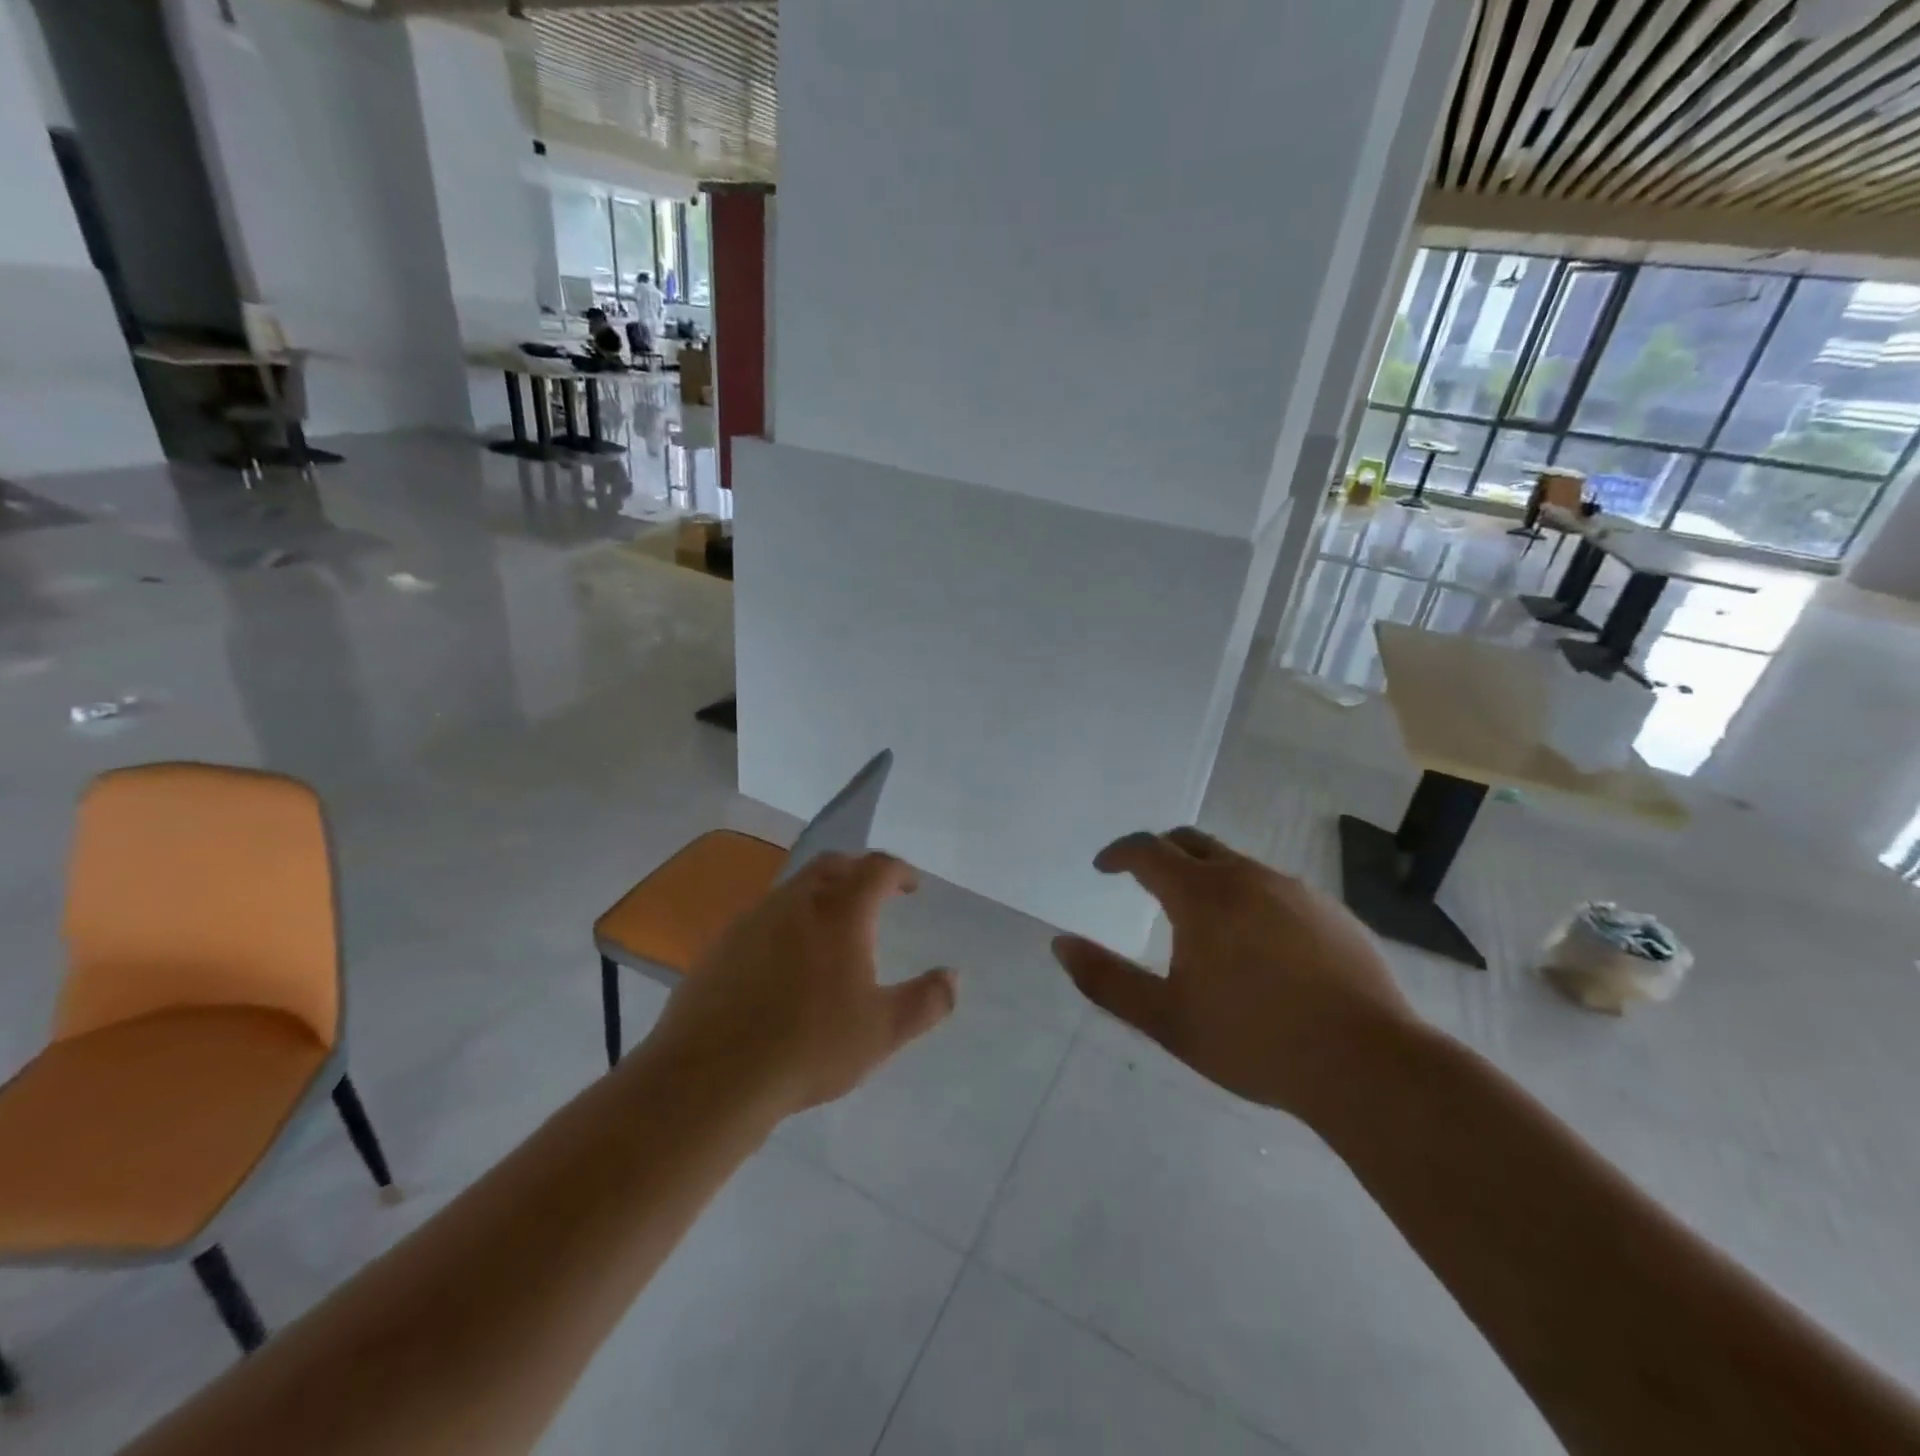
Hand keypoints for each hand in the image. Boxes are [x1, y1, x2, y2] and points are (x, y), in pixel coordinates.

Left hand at [645, 852, 956, 1118]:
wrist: (712, 1076)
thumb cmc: (810, 1047)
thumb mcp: (883, 1031)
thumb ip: (927, 1001)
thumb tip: (953, 976)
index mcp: (840, 911)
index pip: (876, 868)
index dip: (899, 871)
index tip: (911, 887)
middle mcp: (796, 901)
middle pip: (832, 864)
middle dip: (859, 871)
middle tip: (874, 895)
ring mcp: (753, 919)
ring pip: (795, 888)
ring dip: (821, 894)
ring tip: (833, 929)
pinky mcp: (722, 944)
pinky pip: (765, 916)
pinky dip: (788, 921)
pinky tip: (786, 962)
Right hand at [1052, 828, 1415, 1115]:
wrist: (1368, 1065)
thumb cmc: (1254, 1041)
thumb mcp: (1166, 1019)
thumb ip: (1106, 980)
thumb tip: (1060, 944)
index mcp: (1202, 895)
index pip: (1148, 850)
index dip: (1119, 853)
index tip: (1103, 868)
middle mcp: (1246, 877)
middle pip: (1191, 842)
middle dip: (1160, 853)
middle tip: (1144, 880)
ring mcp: (1294, 890)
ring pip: (1236, 864)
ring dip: (1206, 876)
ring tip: (1200, 920)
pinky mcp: (1331, 911)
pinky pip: (1275, 888)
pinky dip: (1248, 898)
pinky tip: (1258, 945)